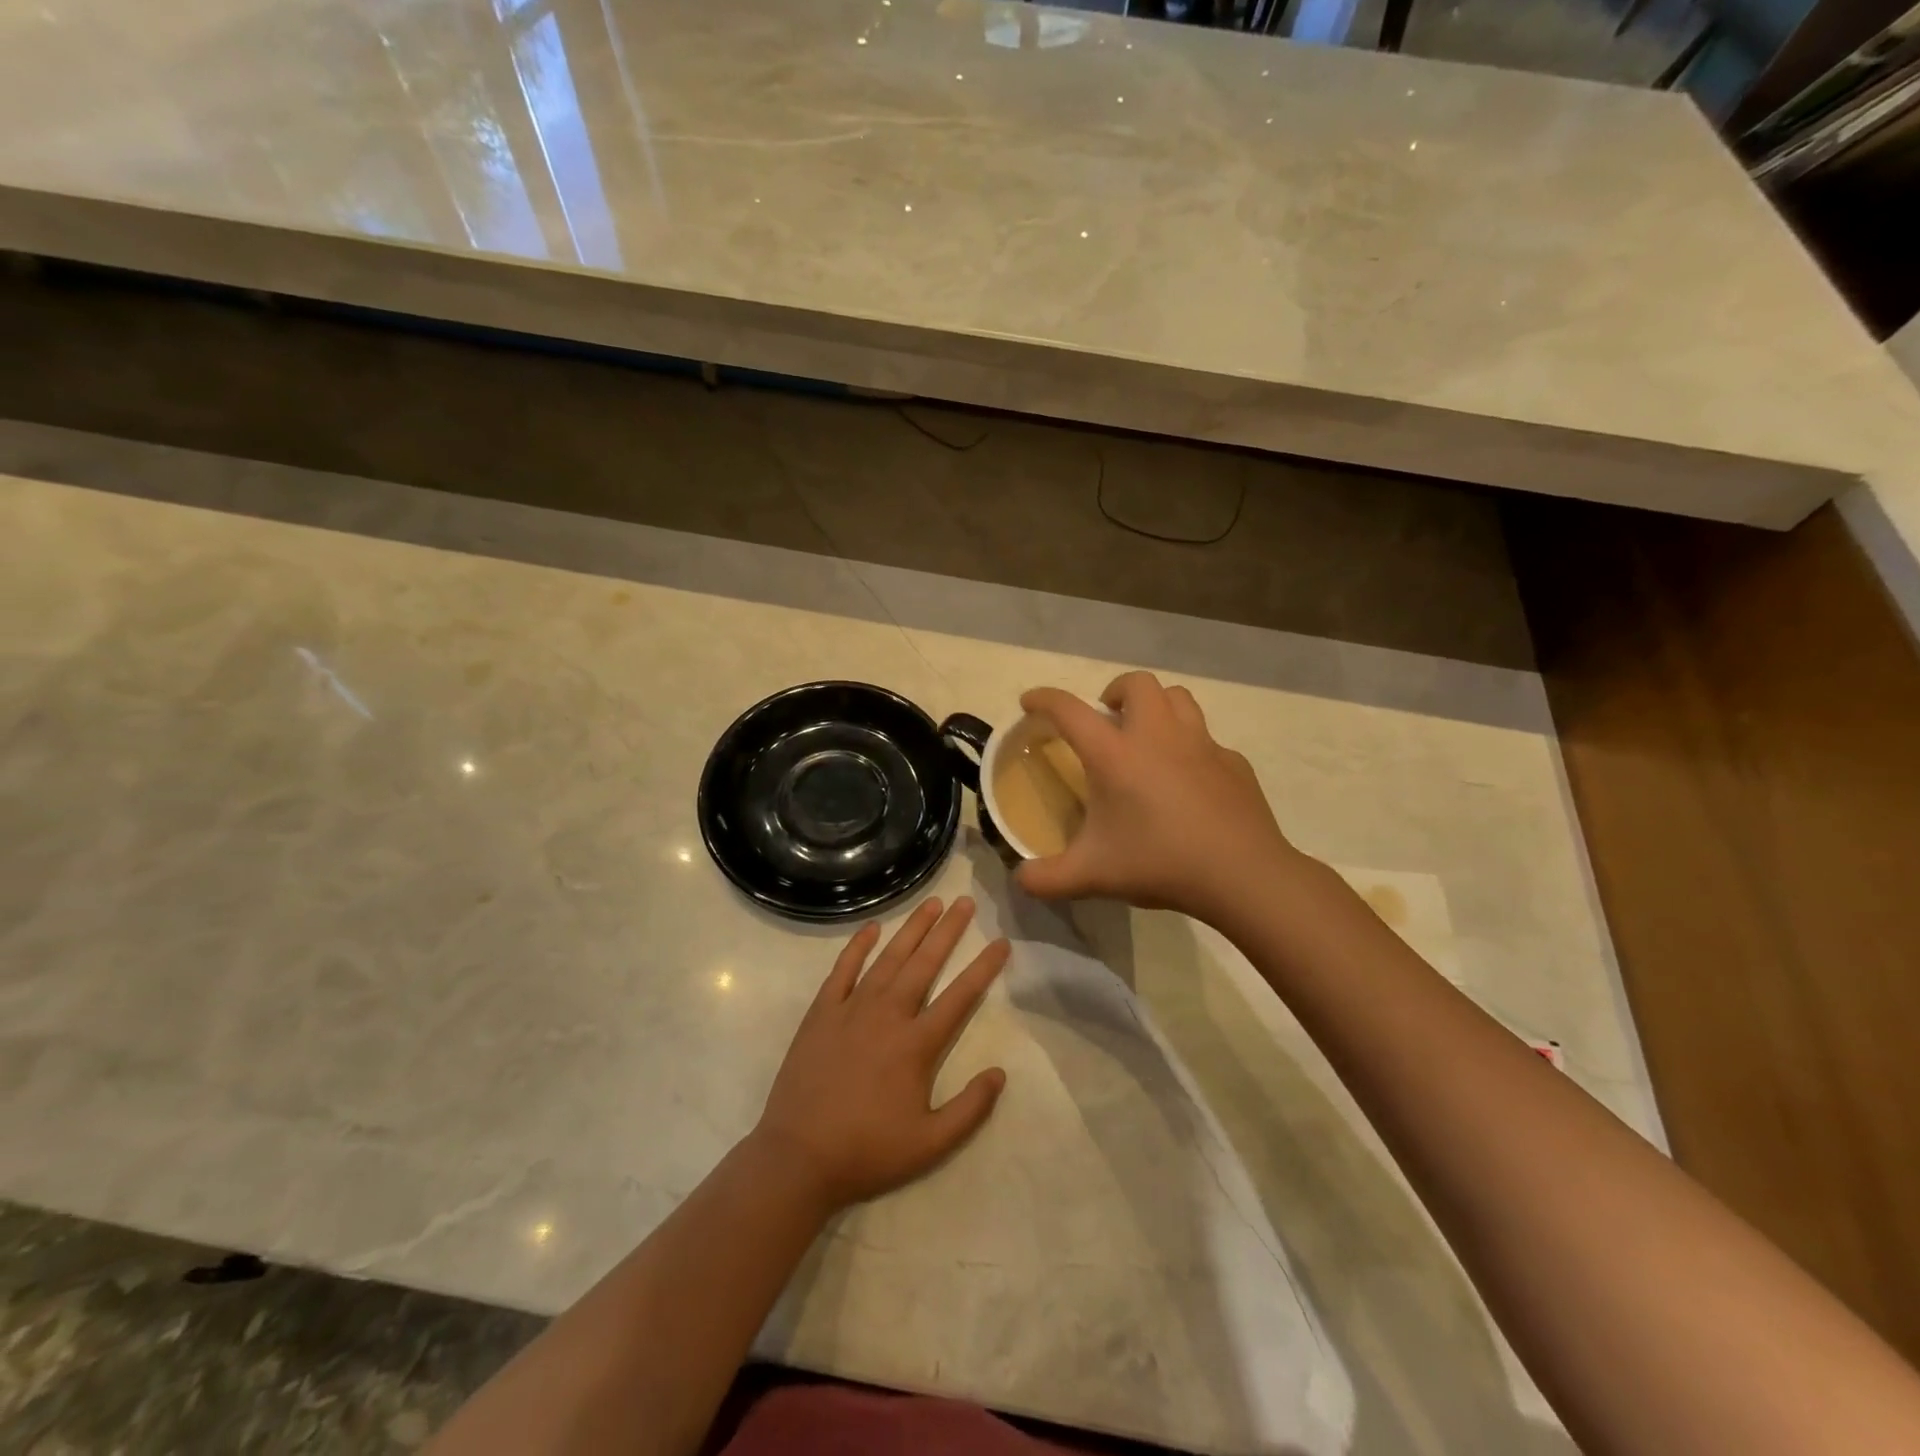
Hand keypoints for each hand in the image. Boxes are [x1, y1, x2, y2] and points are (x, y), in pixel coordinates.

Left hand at [753, 898, 1009, 1210]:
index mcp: (916, 1044)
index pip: (960, 996)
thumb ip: (970, 1109)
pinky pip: (843, 970)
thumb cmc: (868, 1152)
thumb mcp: (930, 1145)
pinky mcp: (821, 1013)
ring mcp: (851, 1009)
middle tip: (965, 901)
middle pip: (924, 964)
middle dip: (948, 930)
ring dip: (911, 929)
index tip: (1000, 943)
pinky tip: (871, 928)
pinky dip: (857, 946)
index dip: (983, 968)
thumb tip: (1000, 1073)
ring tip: (931, 903)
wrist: (799, 1157)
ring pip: (888, 958)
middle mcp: (888, 1015)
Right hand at [1014, 671, 1301, 922]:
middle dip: (1115, 691)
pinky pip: (1207, 739)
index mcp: (1115, 755)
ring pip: (1178, 698)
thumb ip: (1047, 878)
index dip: (1043, 699)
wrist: (1242, 874)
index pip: (1069, 710)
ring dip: (1157, 706)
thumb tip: (1020, 880)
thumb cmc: (1160, 863)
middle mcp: (1157, 736)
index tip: (1030, 702)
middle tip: (1106, 720)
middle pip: (1136, 683)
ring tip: (1147, 736)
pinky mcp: (1233, 762)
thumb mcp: (1092, 876)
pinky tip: (1189, 780)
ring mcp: (1201, 744)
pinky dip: (1191, 747)